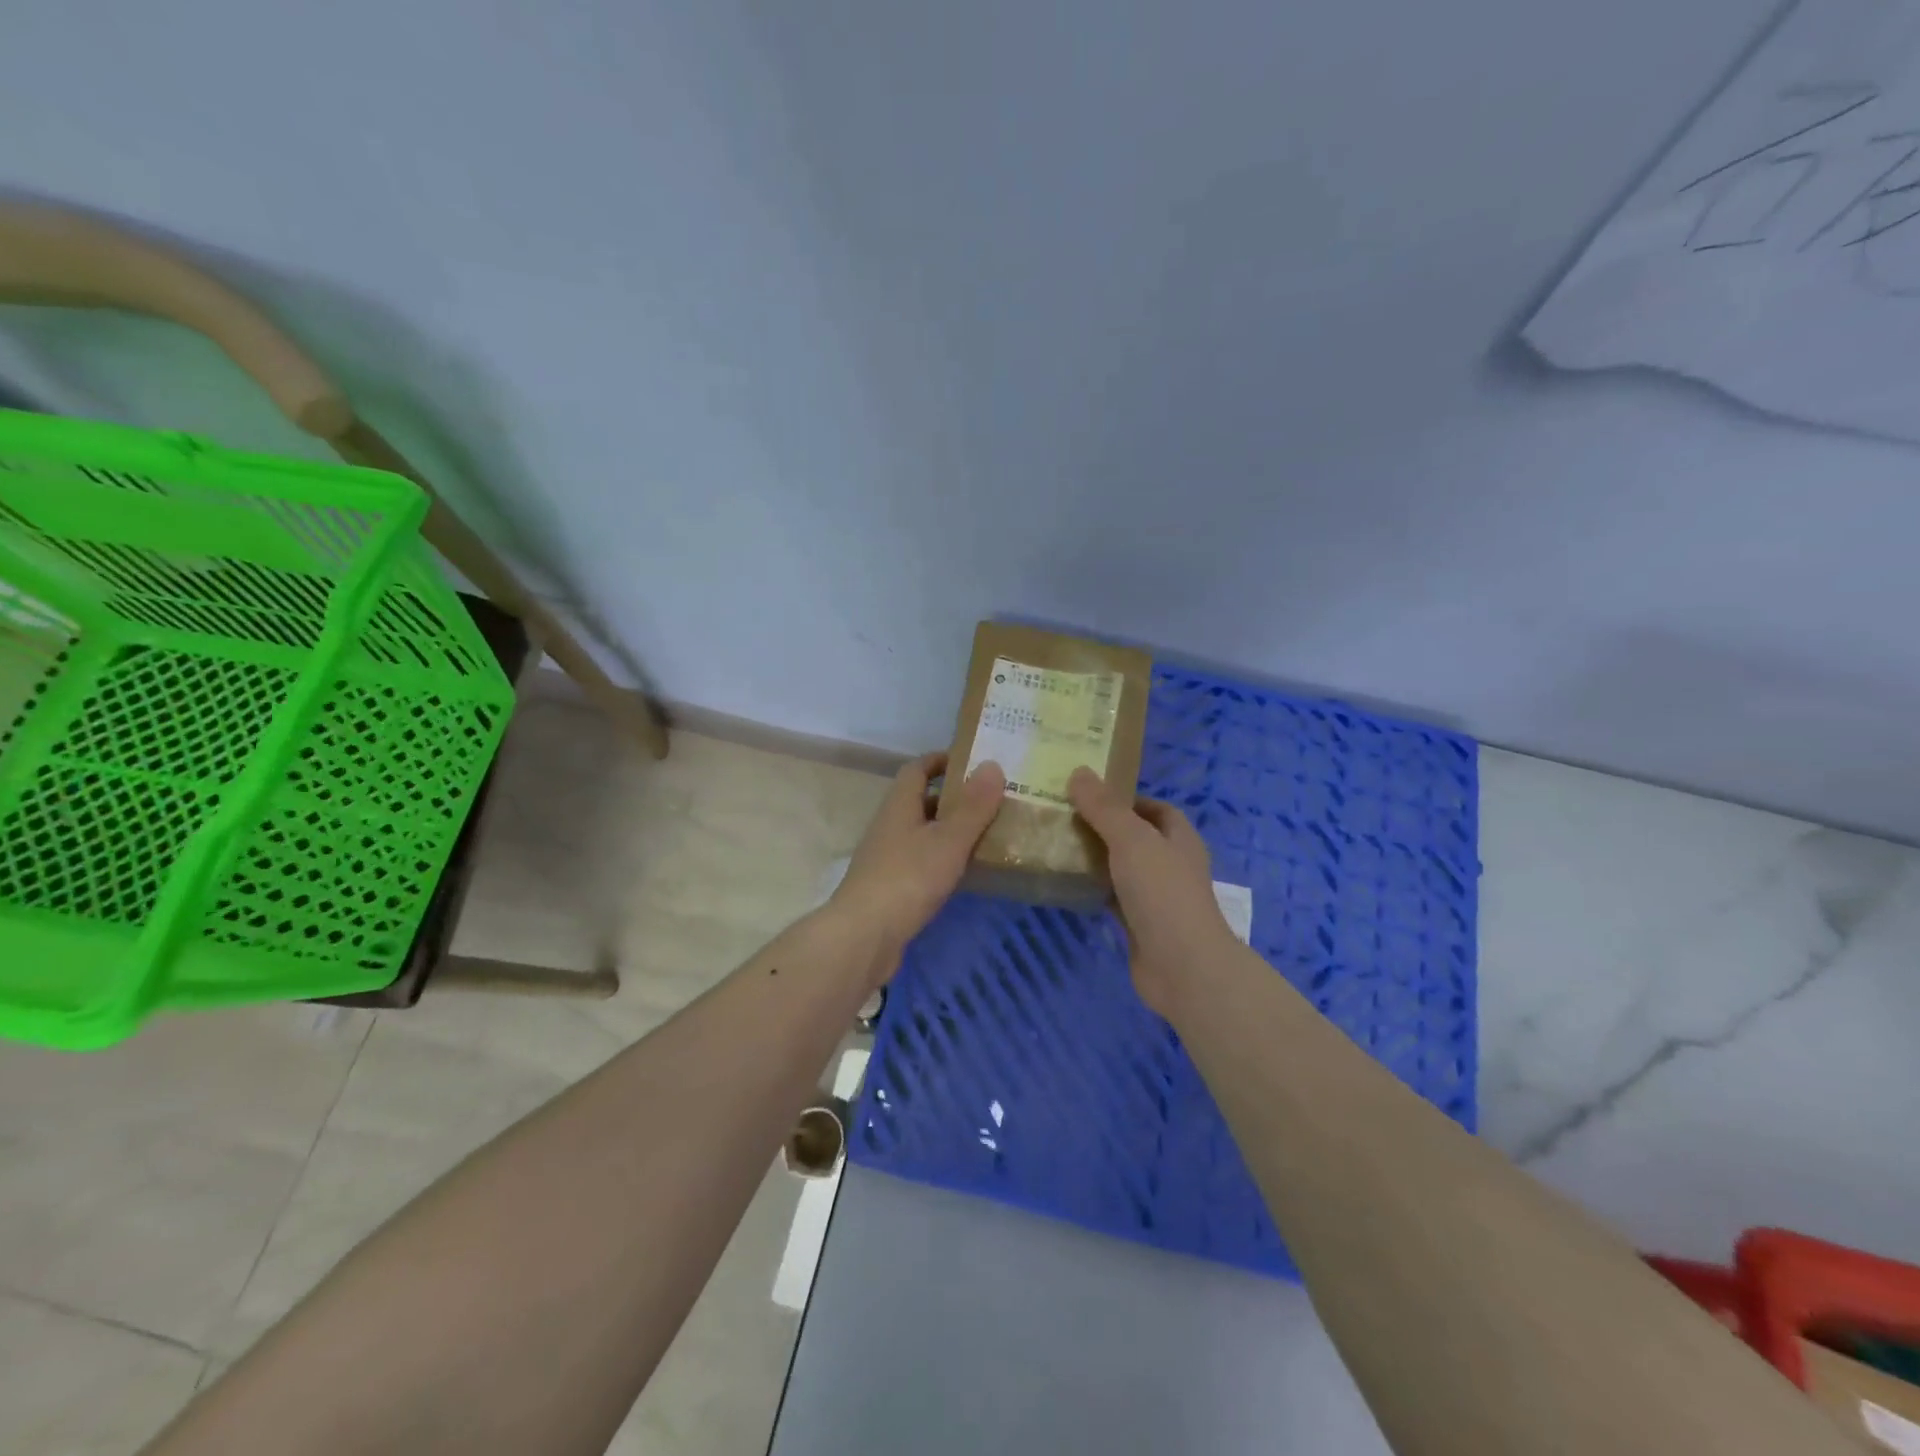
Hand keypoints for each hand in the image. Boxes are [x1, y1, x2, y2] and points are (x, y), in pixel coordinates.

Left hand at [830, 752, 1005, 975]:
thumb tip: (992, 764)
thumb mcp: (948, 839)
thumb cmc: (908, 878)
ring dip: (950, 830)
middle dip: (953, 798)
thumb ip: (973, 806)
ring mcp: (887, 858)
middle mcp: (889, 826)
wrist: (864, 936)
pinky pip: (921, 861)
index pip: (917, 769)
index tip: (973, 761)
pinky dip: (943, 859)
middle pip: (921, 801)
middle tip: (991, 800)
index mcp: (899, 805)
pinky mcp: (890, 887)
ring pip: (922, 833)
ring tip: (988, 833)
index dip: (942, 760)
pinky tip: (965, 871)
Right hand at [1068, 766, 1238, 1016]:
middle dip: (1102, 826)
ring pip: (1121, 868)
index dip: (1125, 798)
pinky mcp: (1139, 924)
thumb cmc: (1163, 893)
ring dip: (1094, 858)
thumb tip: (1079, 772)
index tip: (1087, 793)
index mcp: (1179, 838)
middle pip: (1134, 837)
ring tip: (1055, 844)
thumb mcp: (1131, 840)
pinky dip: (1092, 889)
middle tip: (1062, 815)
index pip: (1154, 808)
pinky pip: (1112, 898)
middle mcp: (1170, 864)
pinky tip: (1064, 882)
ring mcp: (1156, 897)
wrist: (1183, 967)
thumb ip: (1104, 807)